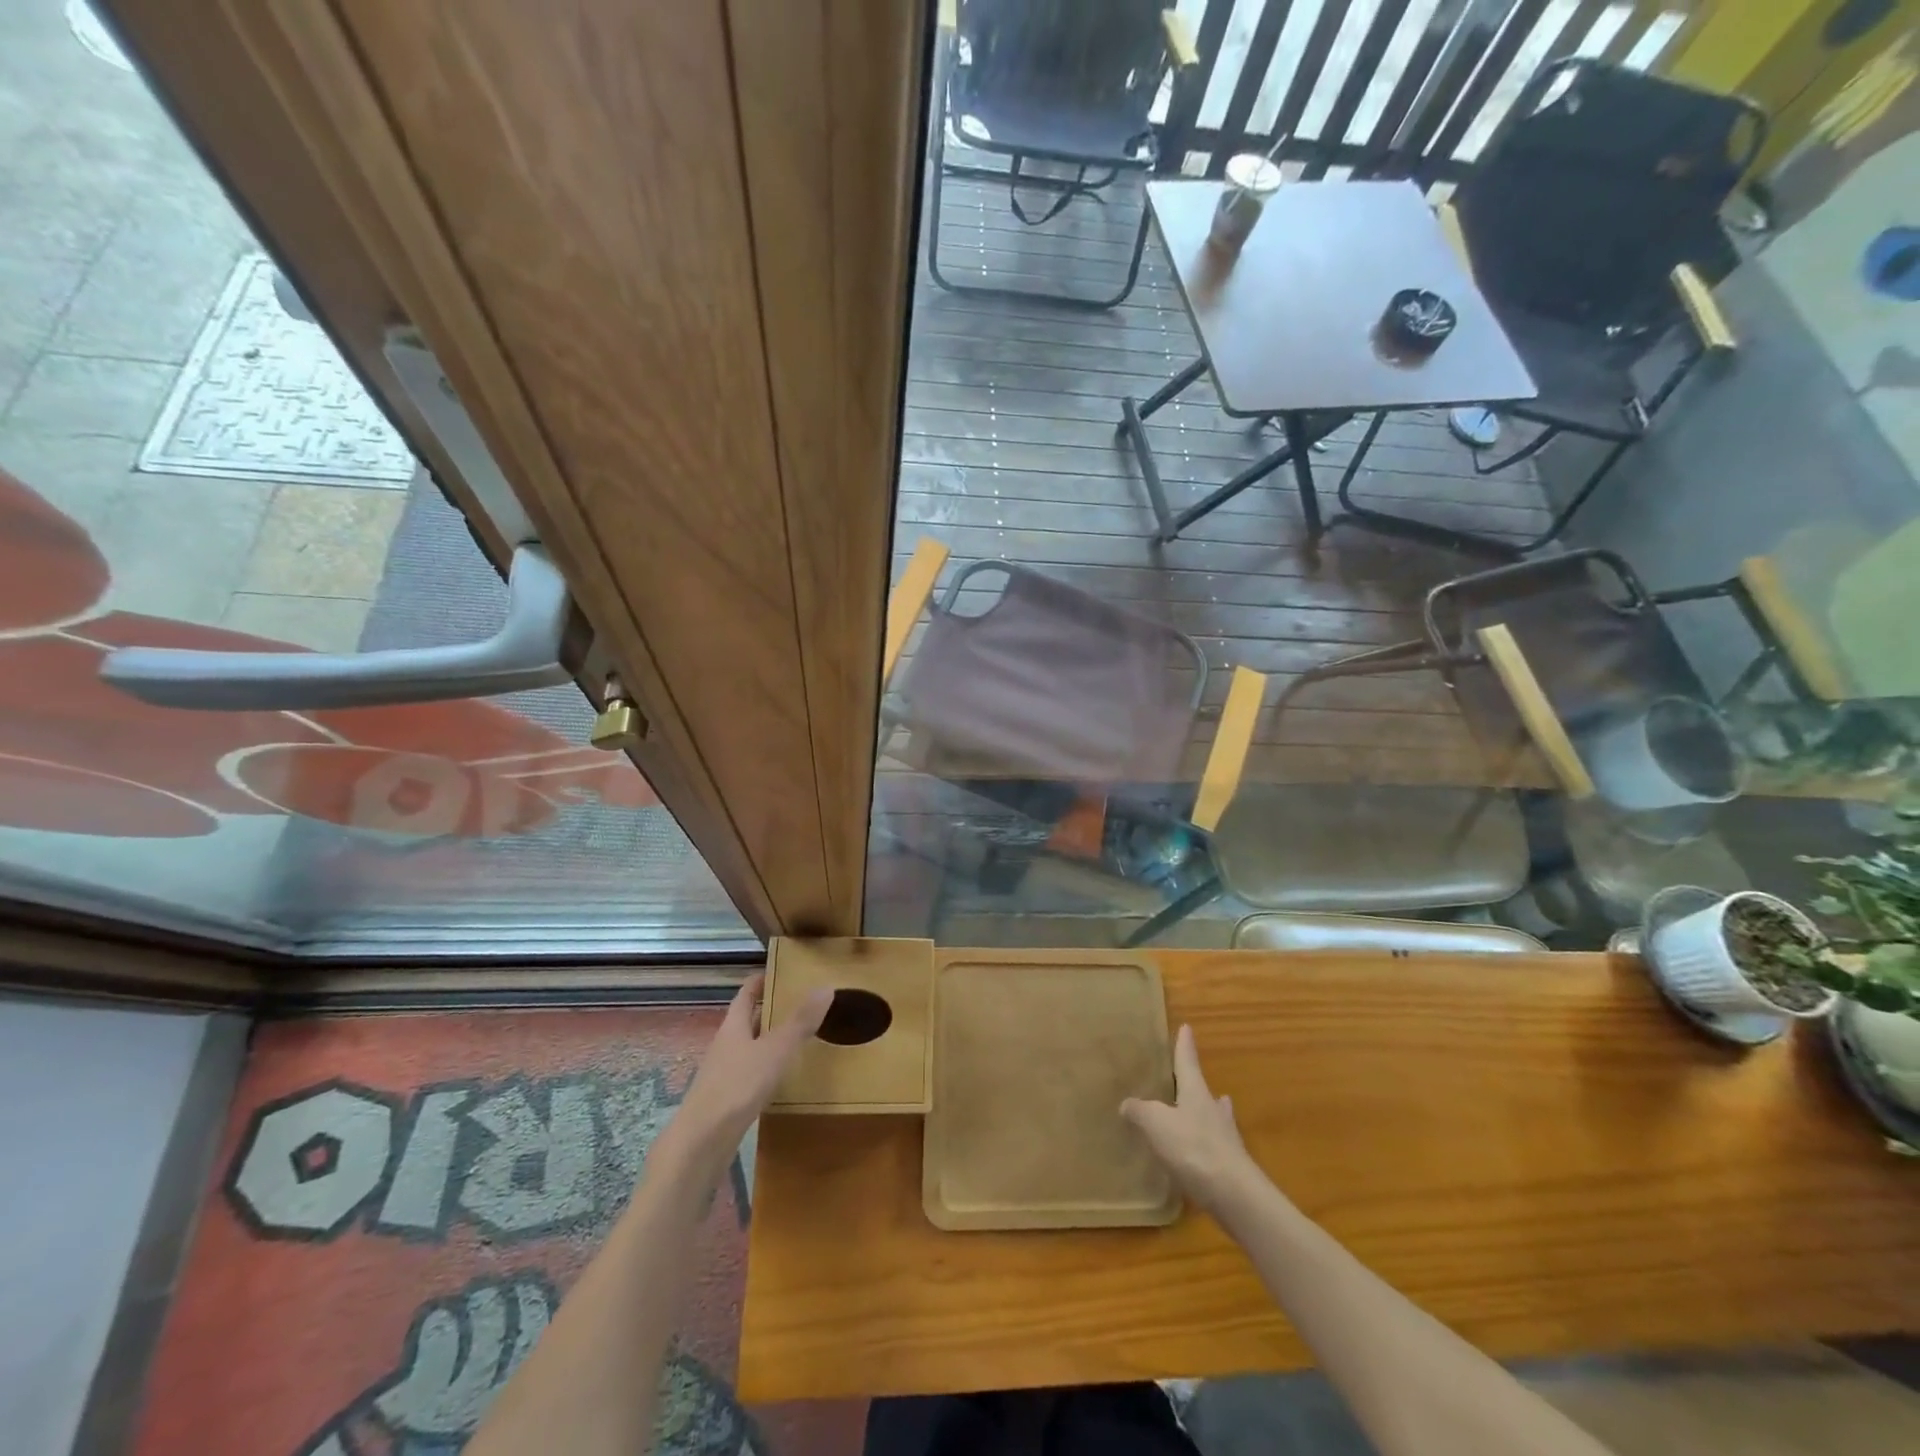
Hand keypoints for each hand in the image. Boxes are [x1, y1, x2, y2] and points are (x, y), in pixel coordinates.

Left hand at [655, 974, 829, 1187]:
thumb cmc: (737, 1086)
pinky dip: (766, 1068)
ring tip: (798, 1037)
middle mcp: (725, 1046)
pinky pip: (749, 1074)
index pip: (746, 994)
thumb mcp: (775, 1050)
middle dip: (769, 1009)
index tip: (781, 971)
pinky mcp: (726, 1100)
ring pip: (749, 1048)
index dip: (761, 980)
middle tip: (800, 1002)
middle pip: (746, 1020)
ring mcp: (723, 1074)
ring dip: (768, 1040)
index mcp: (733, 1027)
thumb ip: (800, 1021)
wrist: (701, 1143)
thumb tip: (826, 987)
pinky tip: (782, 1078)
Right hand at [1121, 1024, 1254, 1213]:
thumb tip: (1128, 1104)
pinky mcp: (1230, 1167)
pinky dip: (1206, 1144)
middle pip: (1205, 1091)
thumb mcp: (1156, 1124)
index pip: (1188, 1062)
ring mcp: (1226, 1140)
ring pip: (1215, 1118)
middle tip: (1191, 1077)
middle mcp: (1213, 1111)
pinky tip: (1201, 1153)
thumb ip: (1140, 1111)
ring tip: (1206, 1109)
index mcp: (1196, 1093)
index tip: (1187, 1027)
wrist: (1235, 1196)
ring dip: (1209, 1112)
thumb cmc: (1193, 1148)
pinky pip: (1214, 1147)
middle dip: (1196, 1084)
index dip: (1185, 1045)